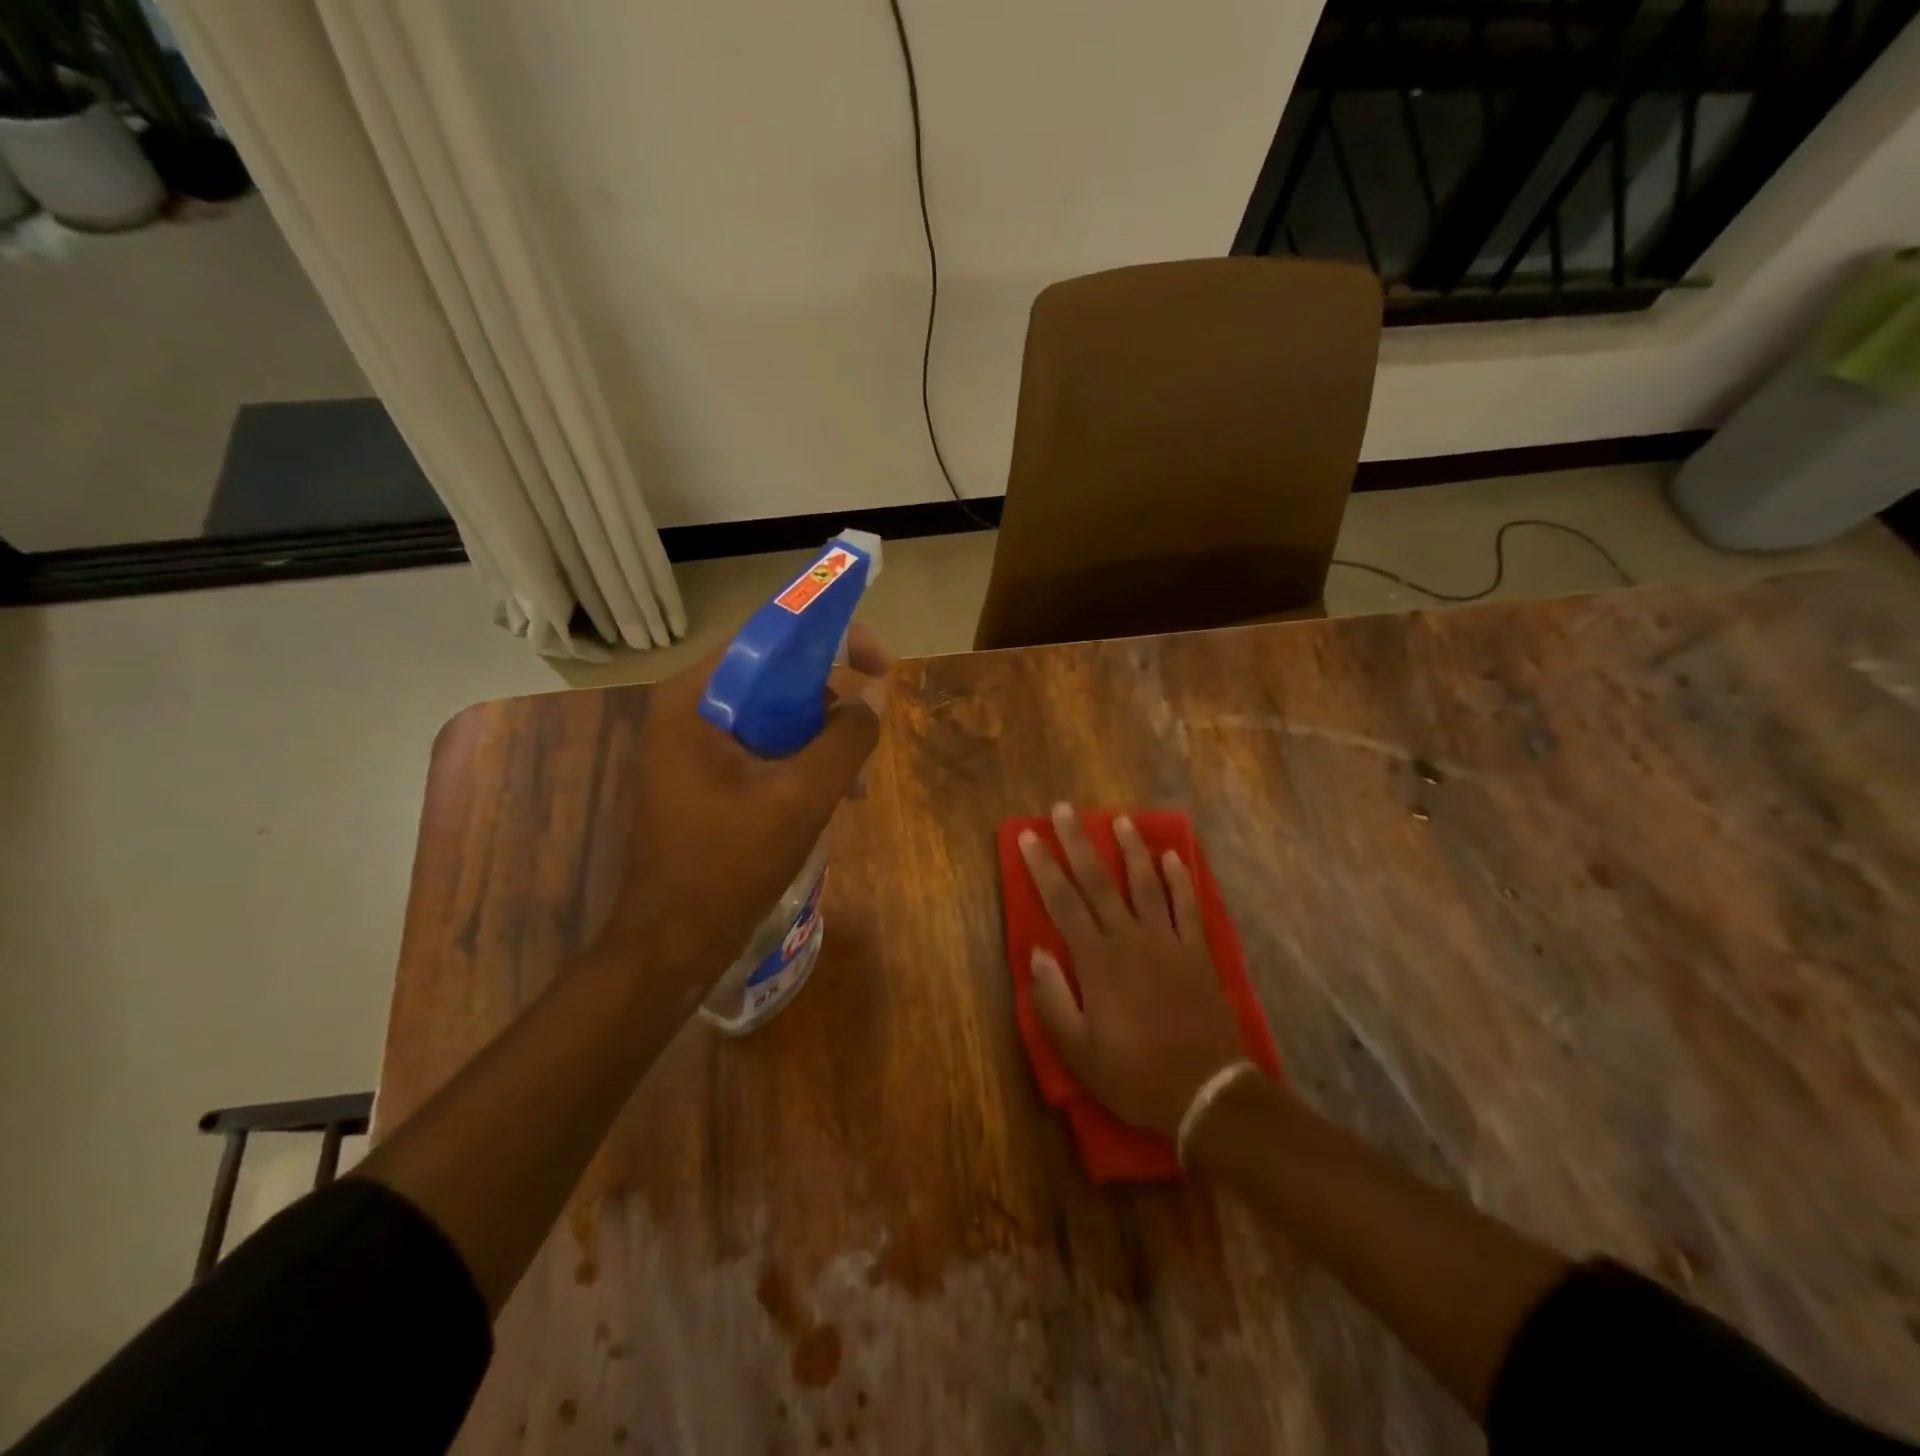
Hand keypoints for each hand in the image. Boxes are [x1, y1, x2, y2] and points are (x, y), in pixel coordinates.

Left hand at [602, 623, 894, 995]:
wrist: (671, 942)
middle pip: (774, 676)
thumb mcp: (801, 797)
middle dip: (830, 703)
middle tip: (870, 735)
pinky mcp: (704, 776)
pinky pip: (763, 748)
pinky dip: (800, 763)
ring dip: (821, 739)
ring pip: (774, 715)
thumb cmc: (728, 864)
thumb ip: (846, 739)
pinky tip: (832, 798)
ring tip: (856, 784)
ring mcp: (693, 744)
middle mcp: (688, 708)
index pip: (770, 636)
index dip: (832, 638)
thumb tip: (875, 698)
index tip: (881, 664)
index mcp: (696, 698)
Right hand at [1018, 804, 1246, 1137]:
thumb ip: (1052, 999)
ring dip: (1131, 849)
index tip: (1029, 836)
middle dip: (1078, 842)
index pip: (1062, 901)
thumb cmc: (1133, 1074)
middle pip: (1099, 880)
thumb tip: (1037, 952)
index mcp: (1097, 960)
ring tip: (1120, 820)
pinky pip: (1188, 906)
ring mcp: (1167, 942)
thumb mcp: (1078, 1051)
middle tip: (1065, 809)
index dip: (1043, 866)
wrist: (1205, 1092)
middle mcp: (1130, 938)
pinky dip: (1181, 879)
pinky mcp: (1197, 952)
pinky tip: (1173, 857)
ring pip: (1146, 883)